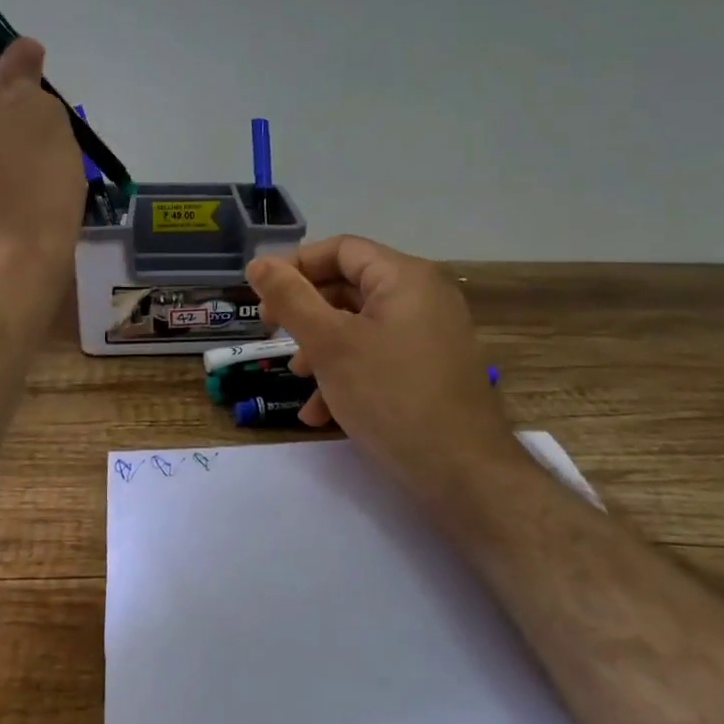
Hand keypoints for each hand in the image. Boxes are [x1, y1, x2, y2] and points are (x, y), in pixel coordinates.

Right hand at [246, 235, 514, 490]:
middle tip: (272, 335)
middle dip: (306, 313)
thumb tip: (259, 263)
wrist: (464, 474)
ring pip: (361, 326)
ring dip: (322, 349)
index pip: (340, 249)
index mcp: (405, 277)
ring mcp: (431, 335)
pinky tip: (321, 413)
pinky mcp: (432, 369)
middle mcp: (423, 296)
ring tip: (297, 380)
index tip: (261, 295)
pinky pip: (381, 356)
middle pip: (350, 287)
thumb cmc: (391, 396)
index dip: (295, 266)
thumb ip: (291, 299)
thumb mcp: (330, 344)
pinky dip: (348, 374)